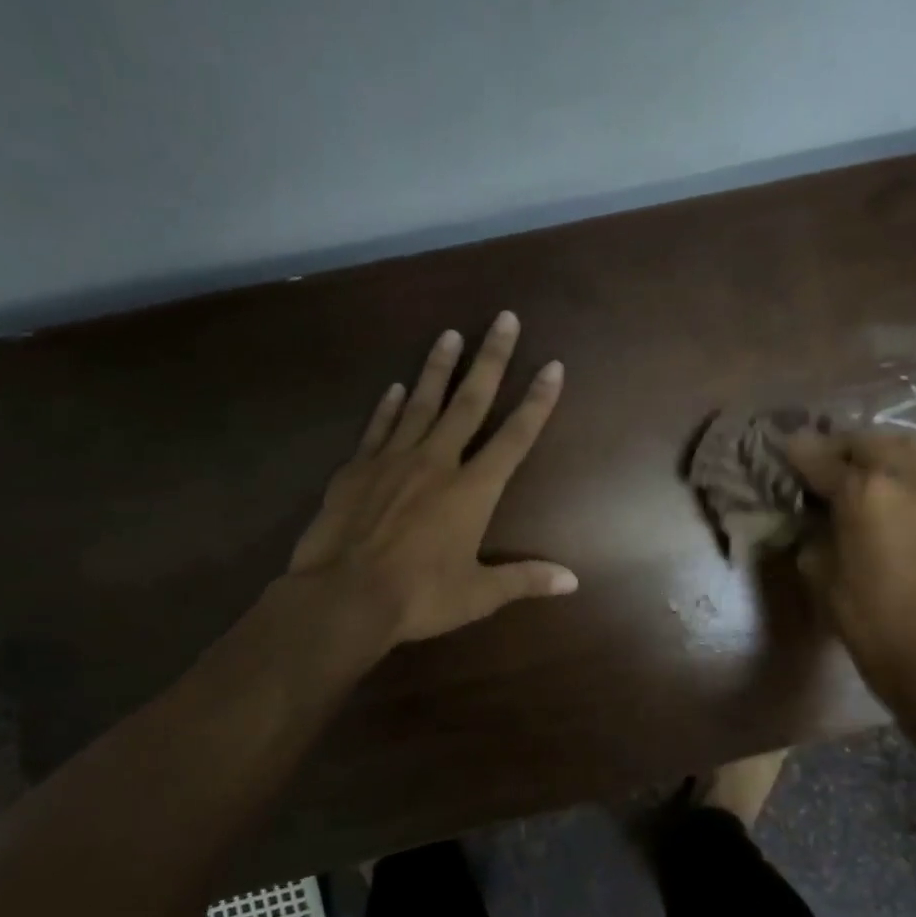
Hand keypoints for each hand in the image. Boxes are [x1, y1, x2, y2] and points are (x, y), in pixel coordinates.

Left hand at [289, 311, 577, 646]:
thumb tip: (573, 580)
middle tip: (504, 319)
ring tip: (450, 333)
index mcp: (472, 491)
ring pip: (421, 403)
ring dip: (439, 368)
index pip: (515, 438)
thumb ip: (525, 579)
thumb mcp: (479, 594)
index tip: (552, 366)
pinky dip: (388, 406)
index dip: (537, 402)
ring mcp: (393, 460)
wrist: (343, 598)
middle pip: (470, 402)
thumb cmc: (419, 597)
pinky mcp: (356, 469)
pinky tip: (395, 387)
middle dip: (491, 359)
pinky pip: (378, 427)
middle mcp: (437, 463)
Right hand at [784, 427, 915, 696]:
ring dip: (876, 451)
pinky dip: (897, 475)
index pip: (821, 458)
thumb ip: (813, 526)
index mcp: (863, 491)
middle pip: (868, 440)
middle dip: (840, 445)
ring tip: (858, 470)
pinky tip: (884, 498)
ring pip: (904, 448)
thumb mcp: (816, 565)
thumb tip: (814, 512)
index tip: (784, 448)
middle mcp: (902, 479)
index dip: (798, 452)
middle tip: (823, 461)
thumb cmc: (857, 609)